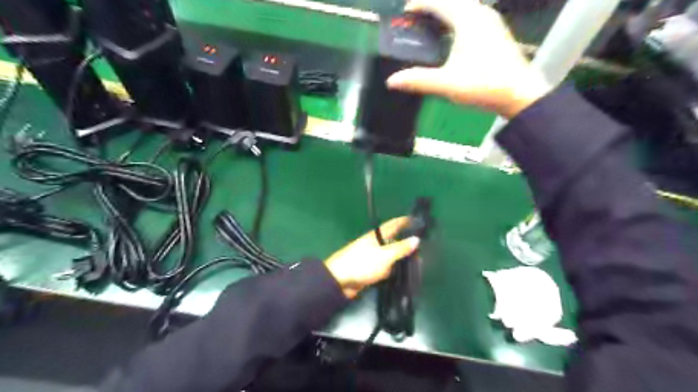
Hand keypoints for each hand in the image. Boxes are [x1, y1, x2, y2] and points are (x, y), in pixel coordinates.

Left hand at [323, 216, 415, 298]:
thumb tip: (417, 239)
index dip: (406, 221)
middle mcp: (376, 244)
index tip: (419, 221)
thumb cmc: (362, 263)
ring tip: (420, 263)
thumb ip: (401, 248)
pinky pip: (387, 267)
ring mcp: (374, 257)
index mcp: (377, 235)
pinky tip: (406, 274)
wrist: (340, 281)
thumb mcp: (384, 255)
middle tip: (425, 247)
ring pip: (392, 255)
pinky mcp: (372, 270)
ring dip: (403, 258)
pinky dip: (395, 270)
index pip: (394, 224)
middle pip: (394, 240)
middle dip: (408, 243)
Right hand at [384, 0, 553, 117]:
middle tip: (415, 18)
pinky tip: (452, 36)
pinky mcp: (496, 32)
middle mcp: (481, 14)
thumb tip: (392, 81)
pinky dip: (457, 19)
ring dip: (445, 12)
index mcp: (467, 20)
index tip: (405, 12)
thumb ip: (418, 80)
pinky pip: (472, 15)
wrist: (519, 94)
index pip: (438, 2)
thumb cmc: (484, 85)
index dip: (419, 4)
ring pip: (464, 7)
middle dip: (431, 7)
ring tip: (430, 25)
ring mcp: (491, 22)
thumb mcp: (447, 83)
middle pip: (452, 1)